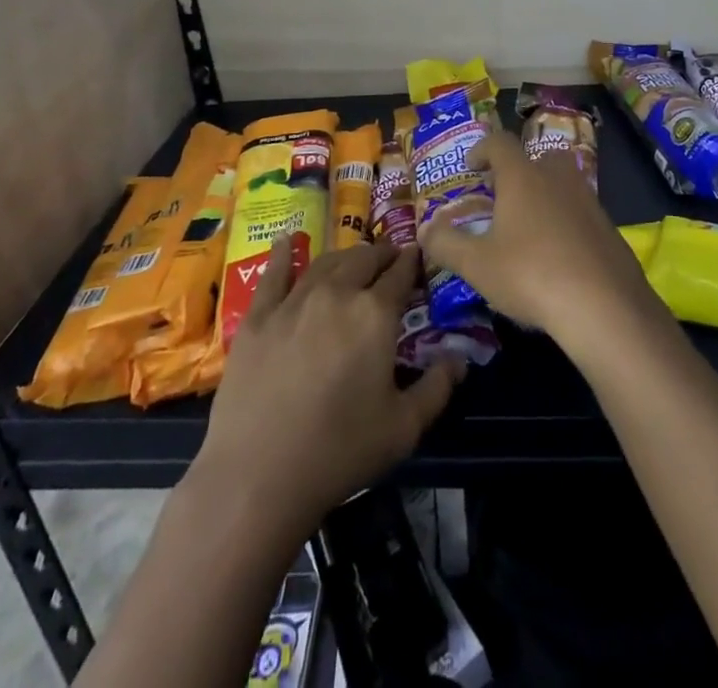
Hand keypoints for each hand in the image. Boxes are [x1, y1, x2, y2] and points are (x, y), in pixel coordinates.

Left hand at [195, 236, 461, 529]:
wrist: (257, 477)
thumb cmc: (340, 451)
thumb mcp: (404, 428)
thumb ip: (437, 388)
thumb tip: (460, 359)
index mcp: (375, 314)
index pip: (400, 274)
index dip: (412, 262)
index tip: (418, 256)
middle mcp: (337, 294)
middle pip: (363, 260)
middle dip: (382, 254)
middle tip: (390, 258)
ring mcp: (293, 302)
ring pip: (325, 263)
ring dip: (345, 256)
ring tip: (354, 258)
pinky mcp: (257, 318)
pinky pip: (274, 274)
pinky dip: (285, 254)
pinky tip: (289, 240)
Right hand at [417, 130, 665, 355]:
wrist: (604, 305)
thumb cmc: (531, 275)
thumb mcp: (477, 265)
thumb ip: (447, 244)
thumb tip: (426, 228)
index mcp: (523, 176)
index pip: (500, 142)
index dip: (482, 148)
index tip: (471, 166)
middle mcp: (558, 178)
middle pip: (538, 158)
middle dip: (519, 171)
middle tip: (503, 196)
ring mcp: (589, 201)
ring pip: (563, 185)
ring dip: (544, 197)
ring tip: (528, 229)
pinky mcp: (609, 228)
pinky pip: (581, 213)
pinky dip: (566, 223)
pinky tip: (557, 256)